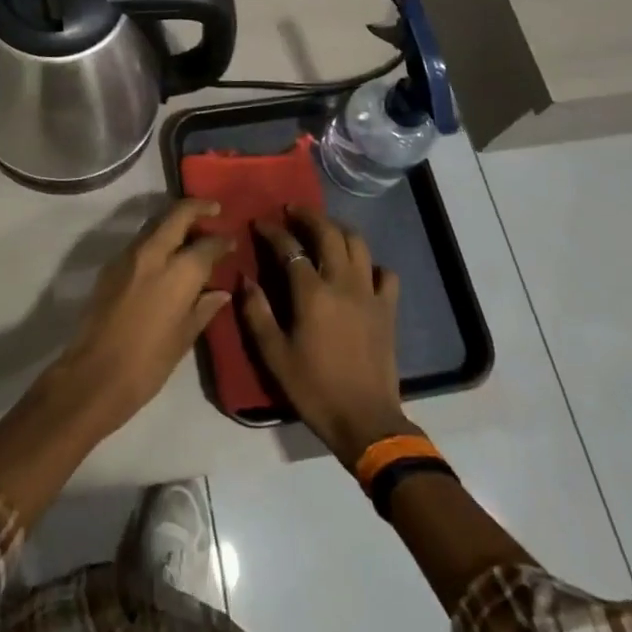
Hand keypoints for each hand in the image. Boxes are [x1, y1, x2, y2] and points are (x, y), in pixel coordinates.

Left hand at [43, 198, 231, 436]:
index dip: (223, 241)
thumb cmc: (148, 363)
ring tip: (190, 232)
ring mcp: (128, 256)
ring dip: (174, 221)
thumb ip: (204, 308)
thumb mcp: (184, 338)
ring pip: (156, 224)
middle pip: (177, 215)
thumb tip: (221, 291)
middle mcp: (154, 254)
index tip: (232, 241)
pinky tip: (165, 255)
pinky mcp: (111, 265)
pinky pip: (140, 241)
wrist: (94, 374)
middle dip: (198, 207)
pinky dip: (157, 239)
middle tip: (213, 209)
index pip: (207, 244)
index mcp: (179, 273)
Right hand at [241, 205, 413, 465]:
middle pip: (328, 233)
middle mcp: (343, 283)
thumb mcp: (274, 355)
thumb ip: (256, 312)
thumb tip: (244, 279)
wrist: (366, 422)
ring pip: (358, 244)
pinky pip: (385, 274)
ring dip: (338, 229)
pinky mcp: (388, 310)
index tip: (259, 223)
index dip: (272, 231)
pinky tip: (359, 269)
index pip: (290, 247)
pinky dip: (371, 264)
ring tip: (323, 228)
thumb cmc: (314, 389)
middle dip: (309, 216)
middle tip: (292, 210)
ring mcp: (370, 294)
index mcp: (312, 293)